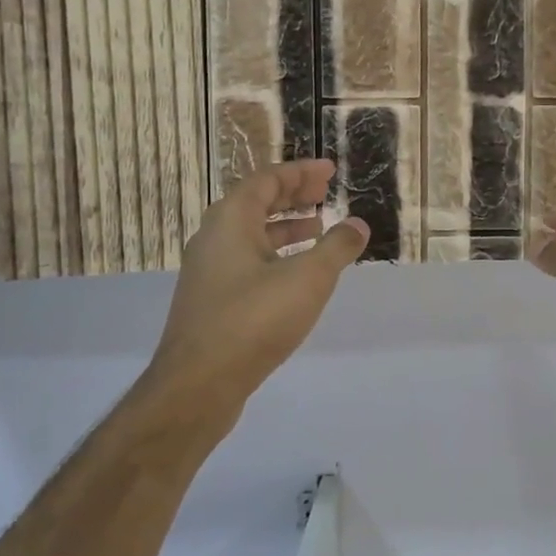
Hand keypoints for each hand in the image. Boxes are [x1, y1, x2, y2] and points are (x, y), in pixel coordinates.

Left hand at [144, 161, 368, 424]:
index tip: (330, 171)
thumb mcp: (307, 279)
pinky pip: (247, 261)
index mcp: (231, 220)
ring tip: (319, 230)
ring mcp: (209, 271)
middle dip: (293, 196)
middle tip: (326, 195)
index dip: (301, 172)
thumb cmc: (254, 320)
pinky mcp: (212, 301)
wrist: (198, 383)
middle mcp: (214, 238)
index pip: (267, 179)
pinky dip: (275, 255)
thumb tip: (358, 224)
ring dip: (285, 227)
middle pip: (256, 203)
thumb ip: (336, 248)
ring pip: (251, 235)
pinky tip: (297, 275)